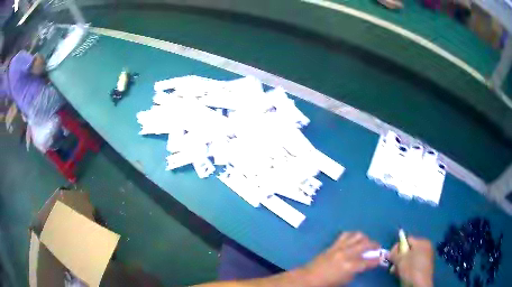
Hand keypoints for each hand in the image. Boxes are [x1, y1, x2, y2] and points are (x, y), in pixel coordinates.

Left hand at [302, 232, 380, 286]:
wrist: (309, 277)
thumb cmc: (328, 283)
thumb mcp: (345, 280)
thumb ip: (356, 271)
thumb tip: (363, 263)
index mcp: (350, 266)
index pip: (368, 261)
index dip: (377, 260)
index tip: (382, 258)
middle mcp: (346, 254)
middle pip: (366, 244)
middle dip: (375, 244)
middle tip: (377, 247)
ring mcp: (339, 247)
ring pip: (357, 235)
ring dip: (364, 238)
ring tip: (366, 242)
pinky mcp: (333, 245)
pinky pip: (345, 235)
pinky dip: (353, 235)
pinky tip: (354, 240)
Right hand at [388, 236, 433, 286]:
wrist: (419, 284)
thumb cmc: (411, 269)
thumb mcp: (400, 260)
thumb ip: (394, 254)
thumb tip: (388, 253)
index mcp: (422, 242)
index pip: (407, 240)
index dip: (397, 247)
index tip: (391, 256)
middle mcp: (426, 248)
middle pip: (408, 250)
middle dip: (399, 257)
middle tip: (393, 265)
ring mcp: (426, 257)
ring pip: (410, 258)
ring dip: (401, 264)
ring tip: (395, 271)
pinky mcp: (424, 267)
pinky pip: (414, 264)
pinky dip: (407, 268)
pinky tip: (401, 274)